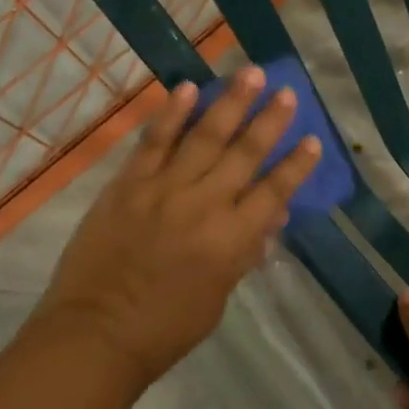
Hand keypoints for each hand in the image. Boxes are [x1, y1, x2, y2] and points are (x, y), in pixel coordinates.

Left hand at [28, 67, 322, 389]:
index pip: (274, 193)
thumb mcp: (219, 296)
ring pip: (204, 136)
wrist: (95, 334)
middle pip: (244, 154)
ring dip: (230, 102)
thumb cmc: (165, 327)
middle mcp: (204, 206)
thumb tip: (272, 215)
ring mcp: (164, 189)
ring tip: (250, 73)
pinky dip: (171, 113)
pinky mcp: (129, 183)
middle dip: (269, 120)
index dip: (296, 166)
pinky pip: (154, 141)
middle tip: (286, 91)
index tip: (313, 139)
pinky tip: (187, 87)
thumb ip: (245, 252)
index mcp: (230, 241)